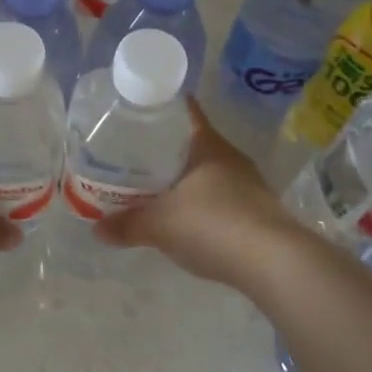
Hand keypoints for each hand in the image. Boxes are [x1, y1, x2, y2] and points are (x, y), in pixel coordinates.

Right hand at [96, 102, 295, 286]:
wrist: (275, 263)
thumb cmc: (213, 224)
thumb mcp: (160, 225)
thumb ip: (126, 224)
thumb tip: (95, 229)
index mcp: (208, 145)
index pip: (184, 111)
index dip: (161, 107)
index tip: (135, 111)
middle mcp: (230, 158)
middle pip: (192, 144)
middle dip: (164, 149)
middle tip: (131, 155)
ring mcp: (248, 186)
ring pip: (206, 173)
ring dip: (182, 179)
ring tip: (151, 188)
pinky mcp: (257, 213)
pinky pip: (219, 199)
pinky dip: (199, 204)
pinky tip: (182, 219)